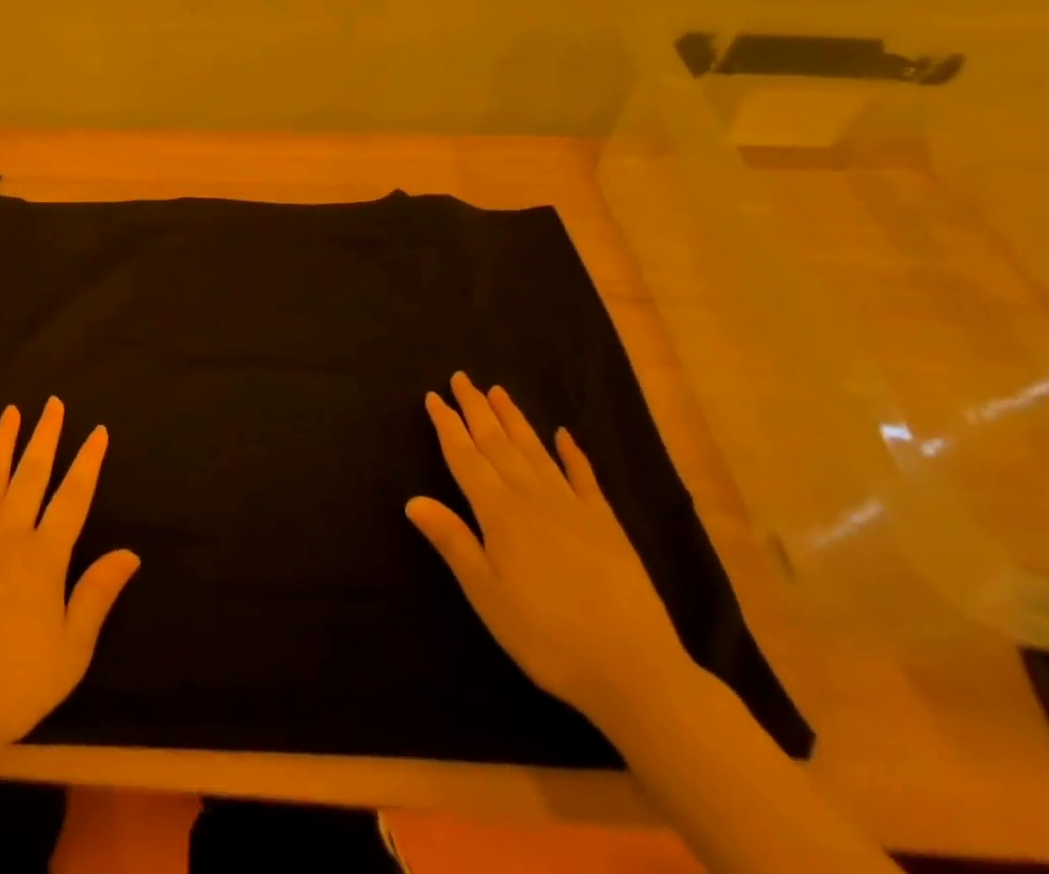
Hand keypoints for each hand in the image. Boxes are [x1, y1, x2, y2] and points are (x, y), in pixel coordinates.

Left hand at [0, 398, 140, 761]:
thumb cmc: (9, 685)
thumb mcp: (69, 653)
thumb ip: (97, 596)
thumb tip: (130, 552)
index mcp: (43, 556)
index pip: (73, 497)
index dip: (88, 462)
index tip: (98, 431)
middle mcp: (7, 534)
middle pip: (31, 473)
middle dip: (45, 435)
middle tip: (53, 402)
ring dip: (3, 442)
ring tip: (11, 411)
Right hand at [406, 372, 690, 724]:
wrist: (636, 671)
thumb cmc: (547, 637)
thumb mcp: (487, 596)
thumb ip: (453, 542)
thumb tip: (412, 499)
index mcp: (500, 513)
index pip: (465, 458)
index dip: (447, 426)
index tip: (433, 396)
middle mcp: (533, 497)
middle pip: (498, 443)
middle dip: (476, 409)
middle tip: (461, 378)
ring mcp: (573, 507)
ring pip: (535, 450)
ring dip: (514, 419)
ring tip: (498, 391)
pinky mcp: (607, 524)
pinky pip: (584, 477)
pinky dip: (572, 453)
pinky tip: (564, 435)